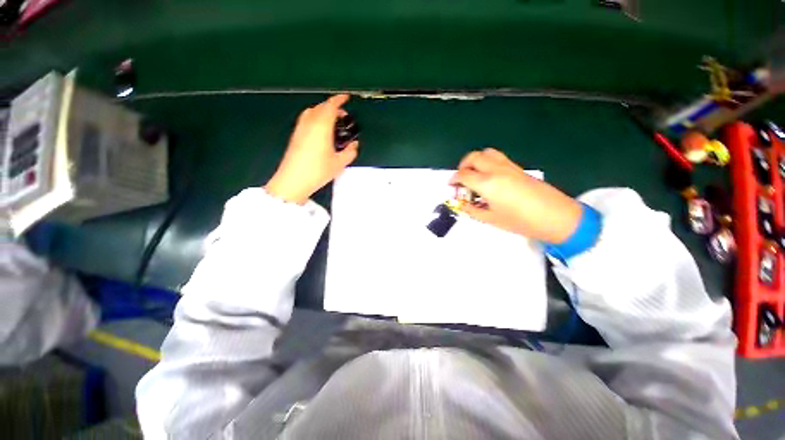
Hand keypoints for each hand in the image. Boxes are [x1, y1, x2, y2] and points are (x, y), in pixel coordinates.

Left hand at [265, 94, 358, 204]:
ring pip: (312, 112)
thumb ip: (350, 152)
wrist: (293, 180)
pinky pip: (306, 120)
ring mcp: (300, 129)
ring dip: (323, 112)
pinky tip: (321, 131)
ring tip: (332, 123)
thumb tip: (354, 145)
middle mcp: (309, 124)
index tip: (346, 98)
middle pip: (320, 107)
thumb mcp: (339, 163)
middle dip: (332, 107)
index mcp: (321, 127)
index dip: (339, 100)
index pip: (330, 106)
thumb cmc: (317, 171)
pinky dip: (315, 119)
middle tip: (342, 116)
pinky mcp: (295, 136)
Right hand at [449, 148, 582, 243]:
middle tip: (461, 178)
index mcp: (487, 183)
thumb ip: (472, 210)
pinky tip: (490, 177)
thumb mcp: (491, 219)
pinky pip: (498, 158)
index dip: (454, 180)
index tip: (451, 186)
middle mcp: (495, 170)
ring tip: (475, 174)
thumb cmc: (521, 221)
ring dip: (475, 160)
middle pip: (473, 157)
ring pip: (486, 153)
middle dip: (462, 166)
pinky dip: (487, 162)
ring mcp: (508, 166)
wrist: (556, 217)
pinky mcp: (518, 168)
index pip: (463, 175)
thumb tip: (462, 204)